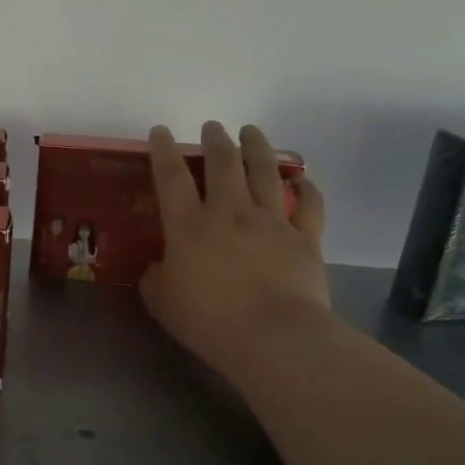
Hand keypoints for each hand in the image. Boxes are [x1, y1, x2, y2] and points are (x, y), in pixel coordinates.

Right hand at [140, 121, 329, 386]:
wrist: (274, 338)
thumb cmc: (209, 321)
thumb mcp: (162, 302)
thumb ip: (156, 277)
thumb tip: (161, 266)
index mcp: (188, 226)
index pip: (172, 177)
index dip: (163, 150)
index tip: (160, 131)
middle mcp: (230, 213)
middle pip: (223, 163)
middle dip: (215, 140)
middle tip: (212, 127)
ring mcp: (271, 222)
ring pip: (265, 172)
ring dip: (257, 147)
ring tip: (251, 131)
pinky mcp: (305, 239)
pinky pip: (308, 205)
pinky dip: (306, 189)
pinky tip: (303, 180)